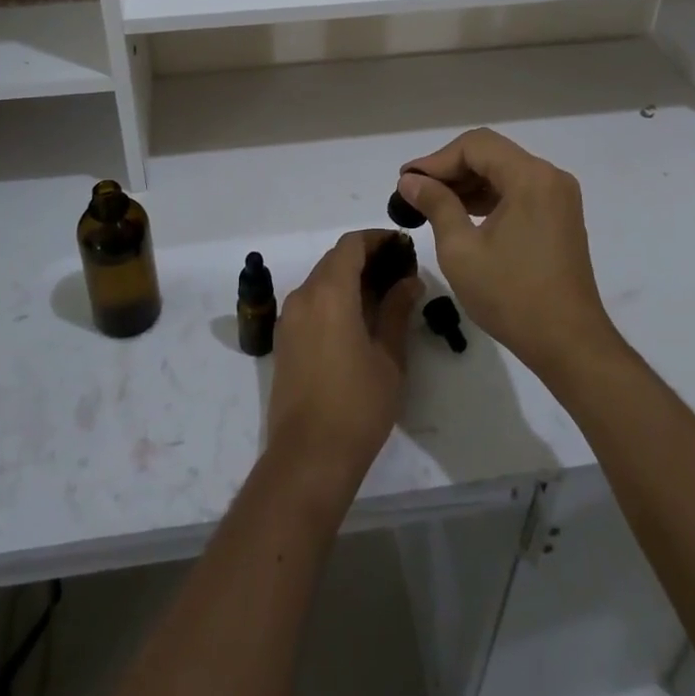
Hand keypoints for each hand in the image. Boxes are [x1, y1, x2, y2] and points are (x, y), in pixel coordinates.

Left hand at [266, 230, 419, 486]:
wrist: (308, 456)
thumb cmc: (357, 405)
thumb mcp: (388, 357)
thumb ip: (397, 311)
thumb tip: (410, 281)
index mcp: (329, 292)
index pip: (351, 245)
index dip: (377, 239)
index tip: (402, 246)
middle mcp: (303, 295)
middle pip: (334, 259)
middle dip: (366, 258)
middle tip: (399, 271)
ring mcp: (289, 317)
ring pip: (321, 280)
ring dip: (349, 278)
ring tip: (384, 295)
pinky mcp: (284, 339)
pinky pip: (311, 302)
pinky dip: (334, 297)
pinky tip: (358, 319)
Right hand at [398, 129, 616, 378]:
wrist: (569, 344)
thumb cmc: (511, 295)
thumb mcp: (461, 249)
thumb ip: (435, 204)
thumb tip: (410, 181)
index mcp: (530, 177)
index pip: (474, 146)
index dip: (435, 160)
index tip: (406, 182)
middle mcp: (549, 177)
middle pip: (490, 154)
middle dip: (449, 169)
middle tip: (414, 191)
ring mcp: (558, 197)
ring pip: (503, 171)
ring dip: (467, 183)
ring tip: (430, 204)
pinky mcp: (559, 217)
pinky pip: (517, 191)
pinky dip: (488, 197)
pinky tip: (461, 215)